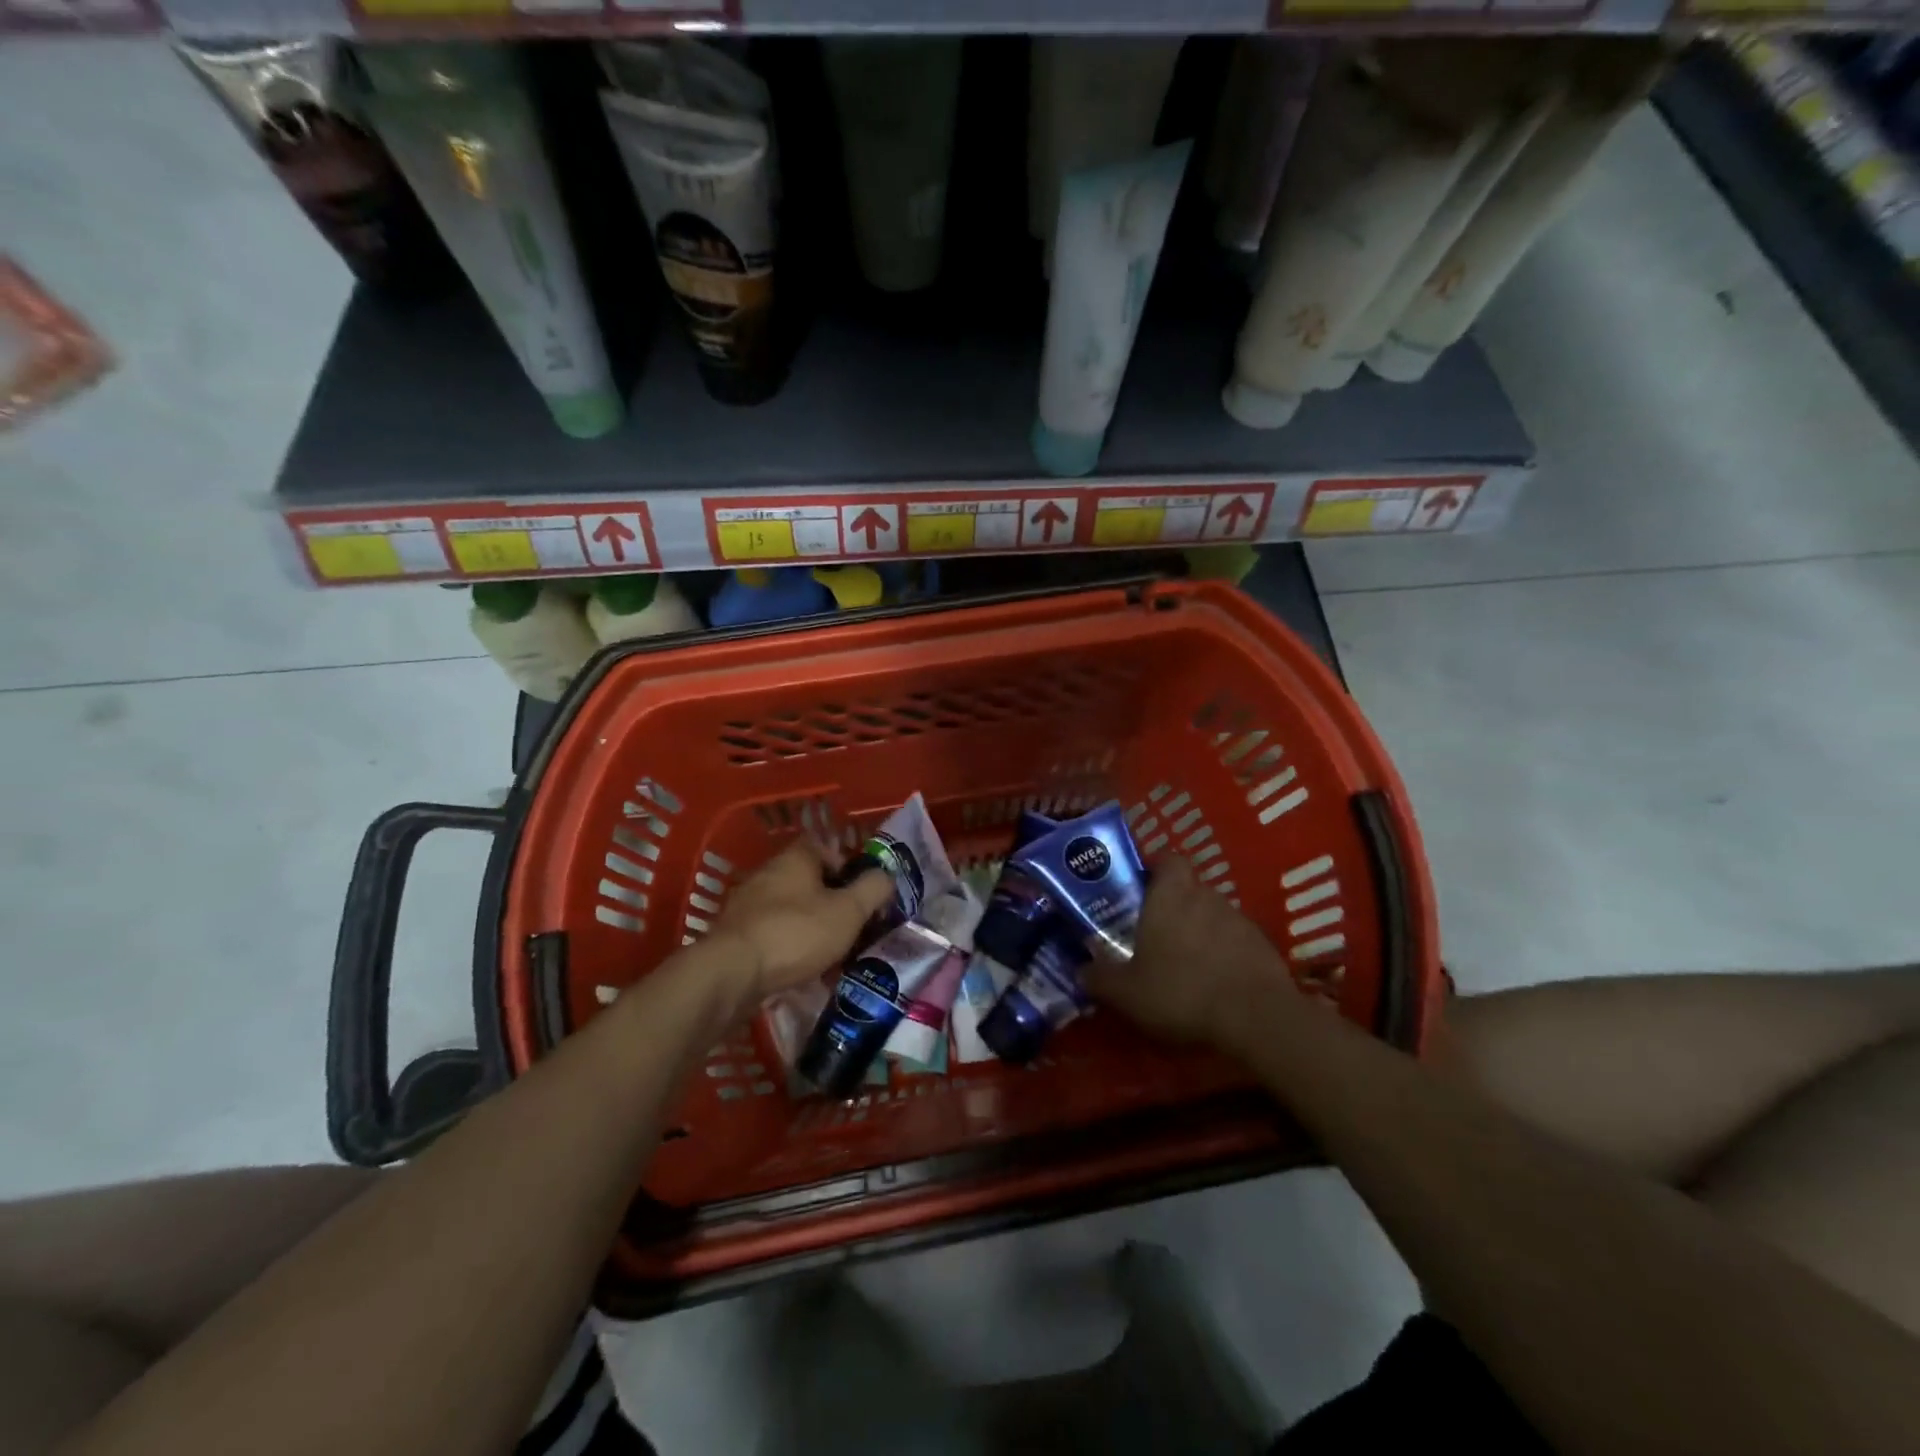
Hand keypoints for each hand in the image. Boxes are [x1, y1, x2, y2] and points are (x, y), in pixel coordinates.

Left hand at [709, 834, 893, 1004]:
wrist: (732, 974)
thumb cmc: (797, 933)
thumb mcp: (849, 911)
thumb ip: (873, 889)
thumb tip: (886, 876)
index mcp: (795, 858)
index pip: (822, 846)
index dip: (844, 864)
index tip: (859, 891)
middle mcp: (767, 873)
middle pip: (805, 878)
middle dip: (828, 899)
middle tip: (849, 924)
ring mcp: (745, 904)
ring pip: (787, 907)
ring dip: (807, 924)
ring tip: (828, 952)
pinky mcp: (733, 935)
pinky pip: (769, 932)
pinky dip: (786, 945)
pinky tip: (798, 968)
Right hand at [1084, 855, 1299, 1048]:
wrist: (1257, 1020)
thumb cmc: (1181, 992)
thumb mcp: (1126, 993)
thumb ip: (1100, 978)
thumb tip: (1081, 970)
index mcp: (1170, 894)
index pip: (1167, 858)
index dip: (1154, 868)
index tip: (1139, 887)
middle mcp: (1206, 896)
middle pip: (1188, 887)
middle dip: (1172, 905)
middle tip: (1153, 932)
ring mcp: (1240, 919)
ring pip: (1212, 914)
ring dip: (1199, 931)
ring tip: (1184, 963)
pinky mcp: (1264, 946)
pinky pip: (1236, 941)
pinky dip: (1224, 954)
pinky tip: (1214, 983)